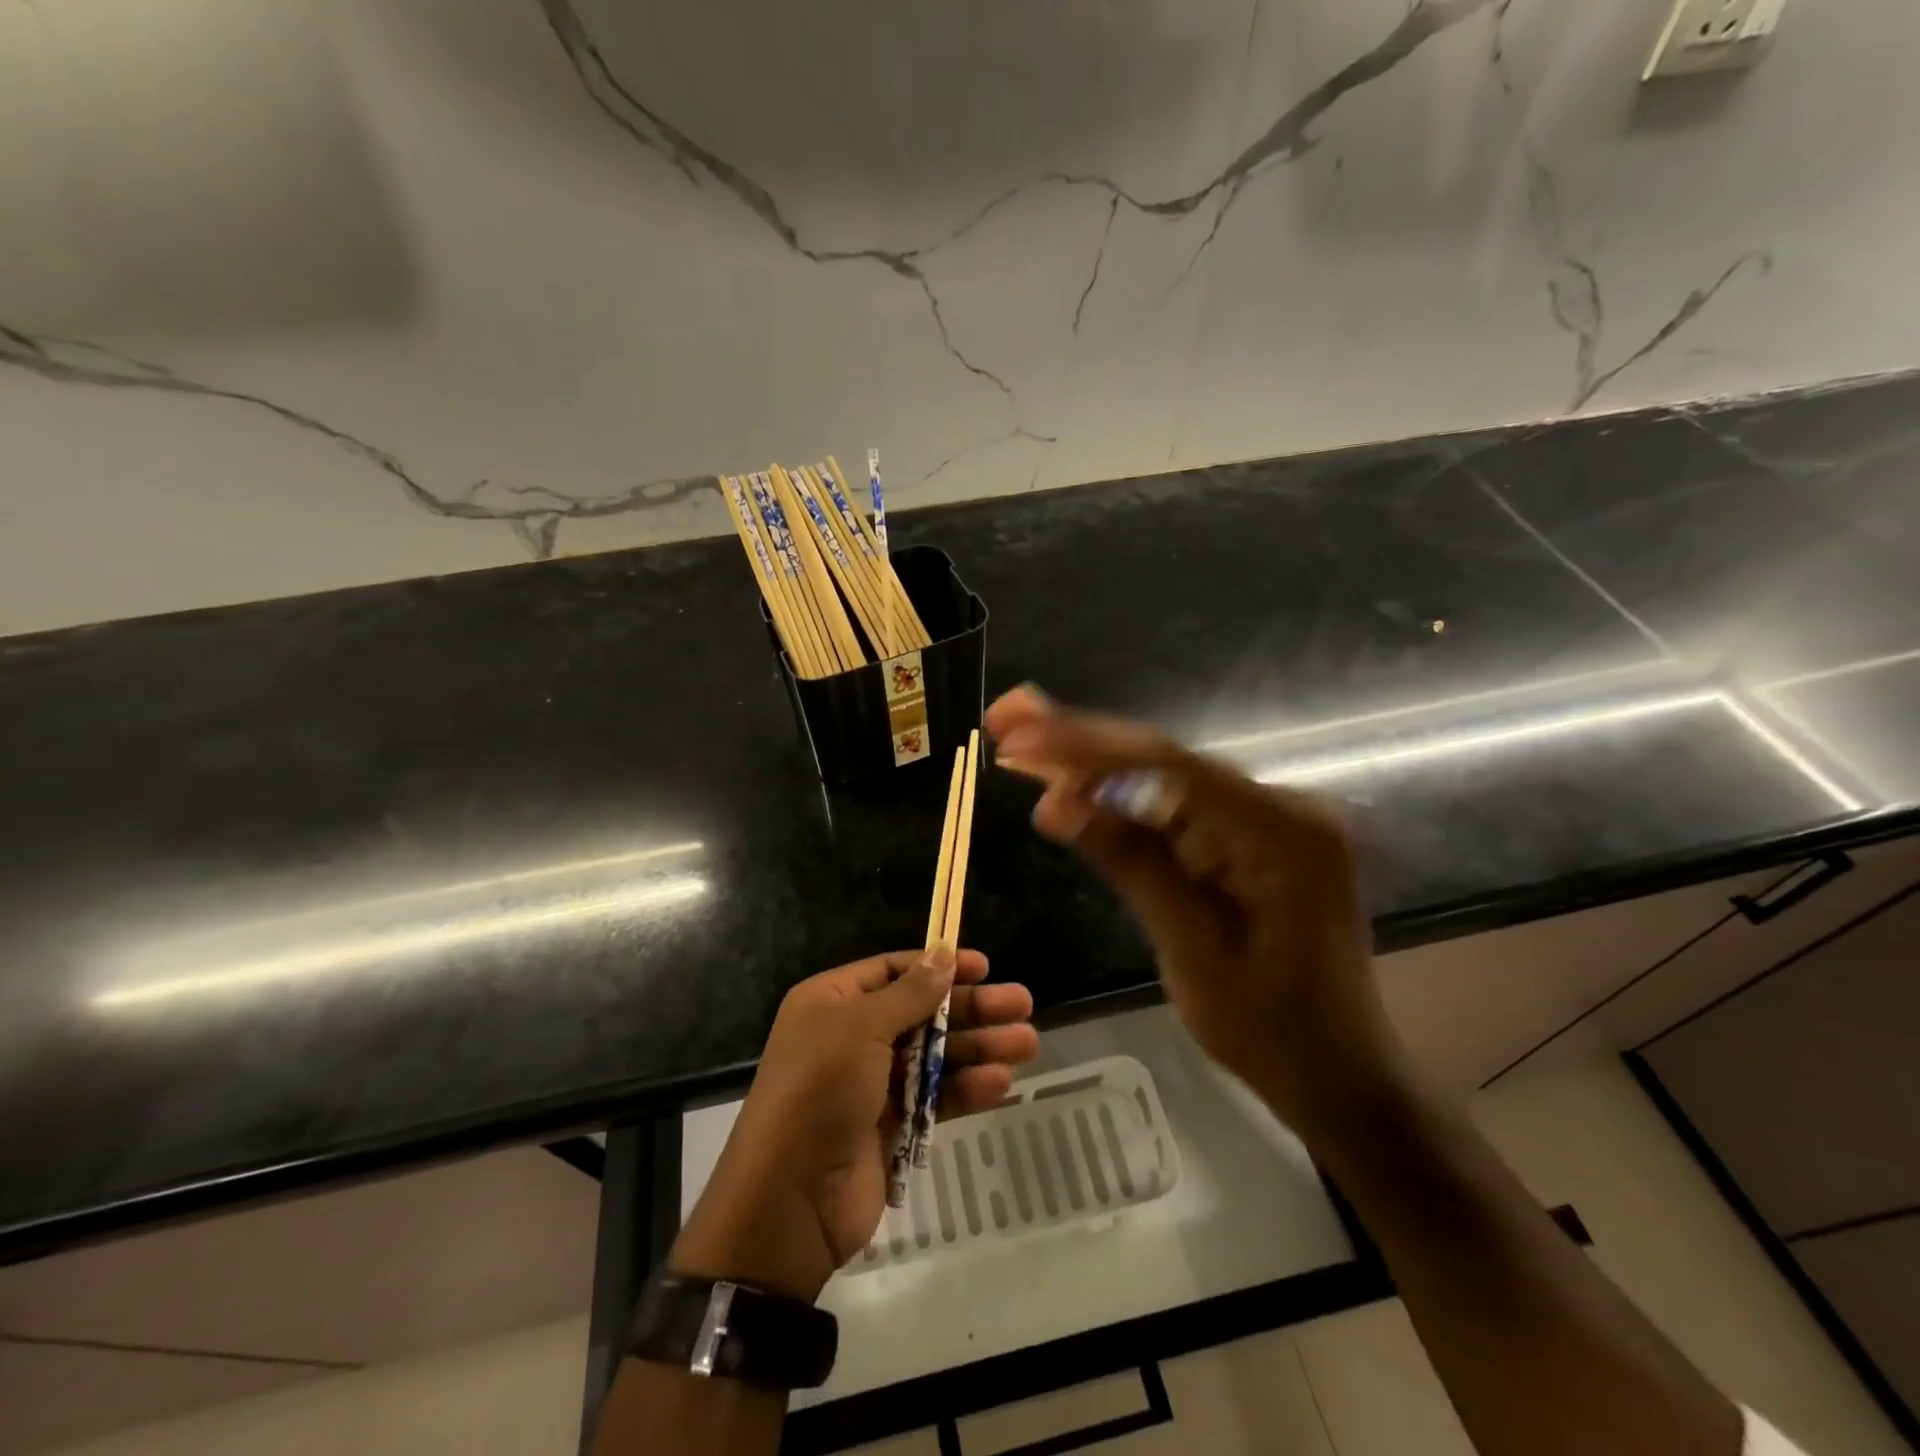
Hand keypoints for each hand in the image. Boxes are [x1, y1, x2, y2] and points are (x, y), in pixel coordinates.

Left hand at [671, 949, 1038, 1301]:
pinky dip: (966, 1088)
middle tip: (1022, 1004)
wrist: (789, 1200)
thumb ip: (909, 993)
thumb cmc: (820, 1090)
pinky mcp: (891, 1126)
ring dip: (980, 1047)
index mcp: (833, 1002)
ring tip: (1028, 1043)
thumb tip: (944, 955)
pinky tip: (1001, 1082)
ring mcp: (872, 1083)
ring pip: (935, 1055)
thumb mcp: (860, 1028)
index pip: (892, 971)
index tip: (984, 966)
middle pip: (922, 1012)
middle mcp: (851, 1036)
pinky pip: (935, 1097)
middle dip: (972, 1008)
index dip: (937, 966)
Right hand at [985, 686, 1398, 1133]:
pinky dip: (1120, 804)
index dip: (1086, 746)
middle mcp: (1280, 805)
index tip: (1017, 736)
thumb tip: (1057, 804)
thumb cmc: (1273, 1030)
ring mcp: (1264, 819)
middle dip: (1080, 740)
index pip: (1169, 767)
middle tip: (1008, 716)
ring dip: (1092, 766)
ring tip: (1022, 744)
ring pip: (1163, 780)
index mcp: (1283, 829)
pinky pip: (1174, 810)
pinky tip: (1070, 788)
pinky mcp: (1246, 838)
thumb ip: (1133, 865)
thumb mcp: (1195, 952)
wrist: (1339, 1076)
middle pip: (1164, 761)